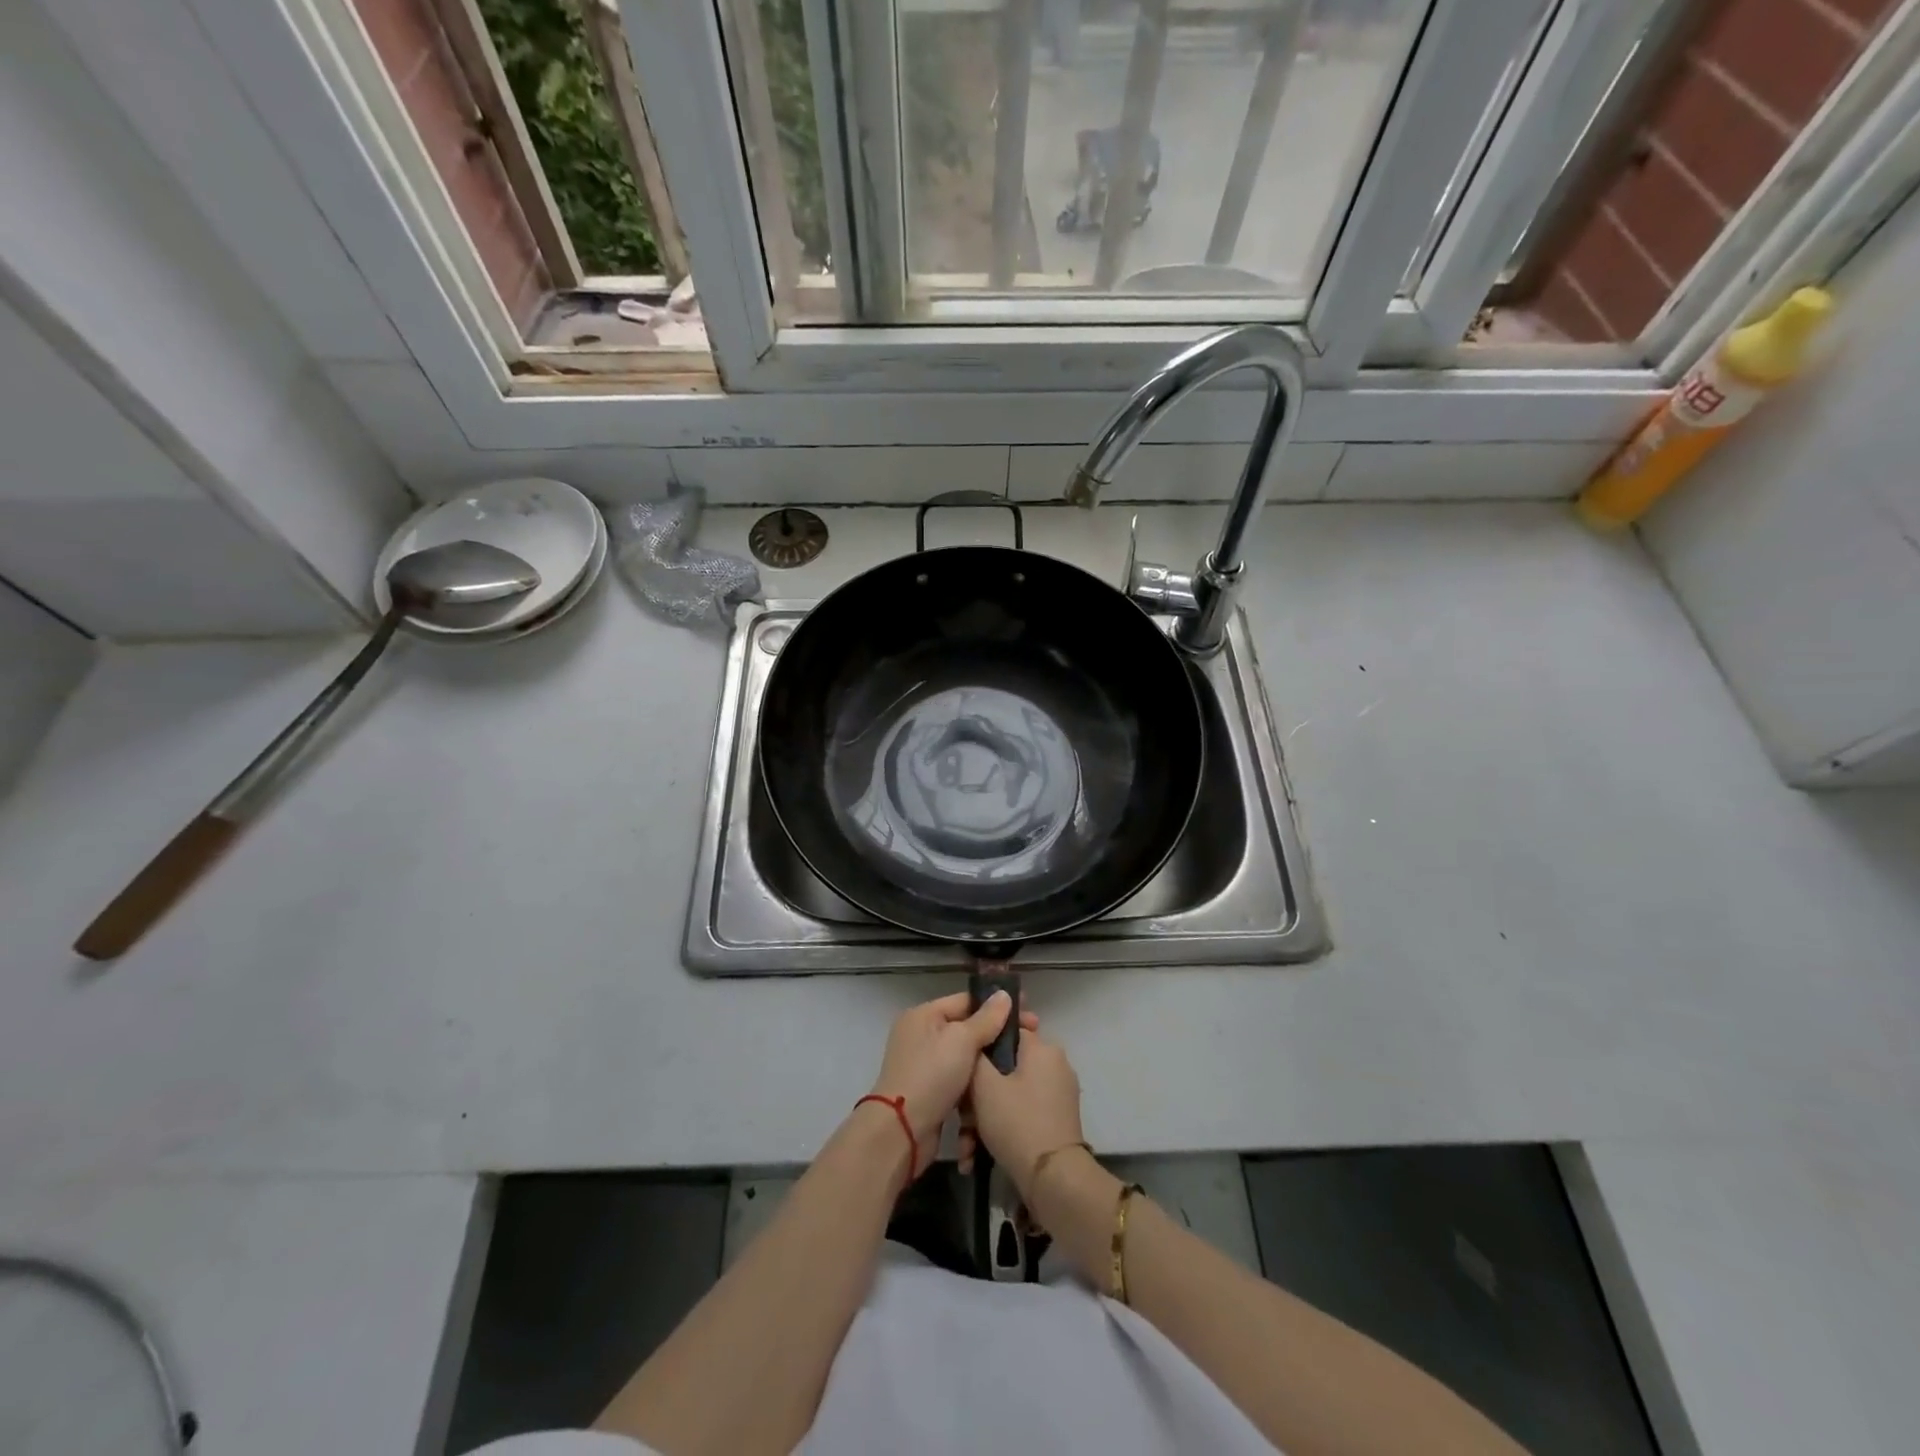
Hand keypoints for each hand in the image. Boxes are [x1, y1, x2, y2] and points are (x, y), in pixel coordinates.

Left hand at [868, 991, 1037, 1151]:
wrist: (902, 1132)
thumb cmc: (932, 1076)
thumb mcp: (962, 1040)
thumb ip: (986, 1018)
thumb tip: (1004, 994)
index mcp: (923, 1015)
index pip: (966, 1001)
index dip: (997, 1004)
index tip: (1028, 1011)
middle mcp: (921, 1035)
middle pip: (967, 1028)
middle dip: (997, 1033)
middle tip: (1031, 1037)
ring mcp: (925, 1065)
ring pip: (965, 1056)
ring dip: (989, 1059)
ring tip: (1020, 1061)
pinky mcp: (931, 1092)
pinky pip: (960, 1078)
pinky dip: (977, 1081)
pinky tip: (1000, 1084)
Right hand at [963, 1027, 1084, 1200]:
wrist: (1053, 1180)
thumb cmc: (1016, 1122)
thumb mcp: (984, 1085)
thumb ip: (976, 1055)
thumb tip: (977, 1042)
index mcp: (1043, 1048)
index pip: (1006, 1032)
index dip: (980, 1048)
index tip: (963, 1069)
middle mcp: (1055, 1065)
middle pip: (1005, 1069)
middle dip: (978, 1096)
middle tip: (962, 1120)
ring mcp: (1059, 1094)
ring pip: (1010, 1095)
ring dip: (984, 1119)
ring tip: (967, 1148)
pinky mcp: (1058, 1120)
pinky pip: (1022, 1113)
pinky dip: (1002, 1129)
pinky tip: (978, 1155)